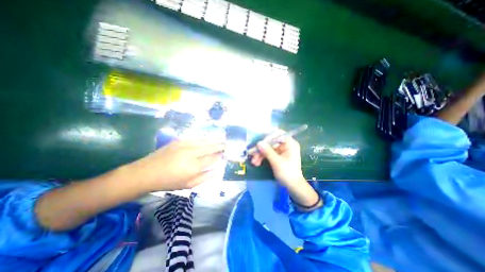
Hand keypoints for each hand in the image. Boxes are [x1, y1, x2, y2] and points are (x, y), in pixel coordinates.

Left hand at [129, 140, 227, 190]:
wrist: (146, 173)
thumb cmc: (169, 182)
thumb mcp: (189, 185)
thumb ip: (205, 177)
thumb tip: (218, 171)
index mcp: (194, 166)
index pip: (213, 158)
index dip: (220, 155)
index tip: (225, 154)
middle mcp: (192, 153)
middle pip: (210, 147)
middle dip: (220, 145)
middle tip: (227, 143)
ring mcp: (185, 145)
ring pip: (204, 140)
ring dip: (214, 139)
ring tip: (222, 138)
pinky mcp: (179, 141)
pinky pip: (196, 138)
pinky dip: (204, 138)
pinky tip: (208, 137)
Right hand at [250, 134, 301, 186]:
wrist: (293, 186)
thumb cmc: (288, 173)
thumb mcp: (276, 162)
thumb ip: (267, 151)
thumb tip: (258, 143)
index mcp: (290, 144)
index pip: (278, 134)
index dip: (268, 137)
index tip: (260, 143)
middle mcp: (286, 145)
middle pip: (271, 142)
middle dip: (262, 149)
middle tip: (253, 154)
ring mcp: (281, 151)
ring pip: (268, 148)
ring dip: (260, 154)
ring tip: (254, 162)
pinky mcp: (278, 156)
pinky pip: (269, 154)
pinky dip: (263, 157)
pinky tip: (257, 163)